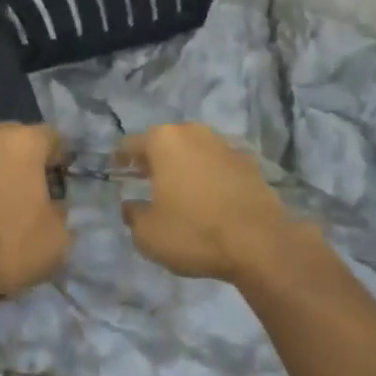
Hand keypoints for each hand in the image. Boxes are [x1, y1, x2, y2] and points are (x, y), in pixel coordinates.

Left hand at [0, 124, 69, 299]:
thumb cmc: (8, 246)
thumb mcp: (57, 239)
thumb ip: (61, 211)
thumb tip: (51, 205)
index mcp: (25, 141)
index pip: (52, 138)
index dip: (59, 161)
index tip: (58, 186)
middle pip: (16, 139)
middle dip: (24, 161)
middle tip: (28, 193)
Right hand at [117, 124, 295, 282]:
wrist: (260, 242)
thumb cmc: (194, 231)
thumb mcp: (148, 234)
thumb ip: (133, 216)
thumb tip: (131, 206)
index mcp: (164, 141)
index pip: (131, 143)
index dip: (120, 158)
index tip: (115, 170)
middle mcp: (193, 132)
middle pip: (164, 142)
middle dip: (153, 158)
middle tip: (144, 178)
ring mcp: (224, 145)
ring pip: (193, 151)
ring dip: (182, 165)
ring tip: (176, 188)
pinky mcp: (248, 162)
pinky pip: (217, 165)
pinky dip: (207, 176)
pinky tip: (207, 197)